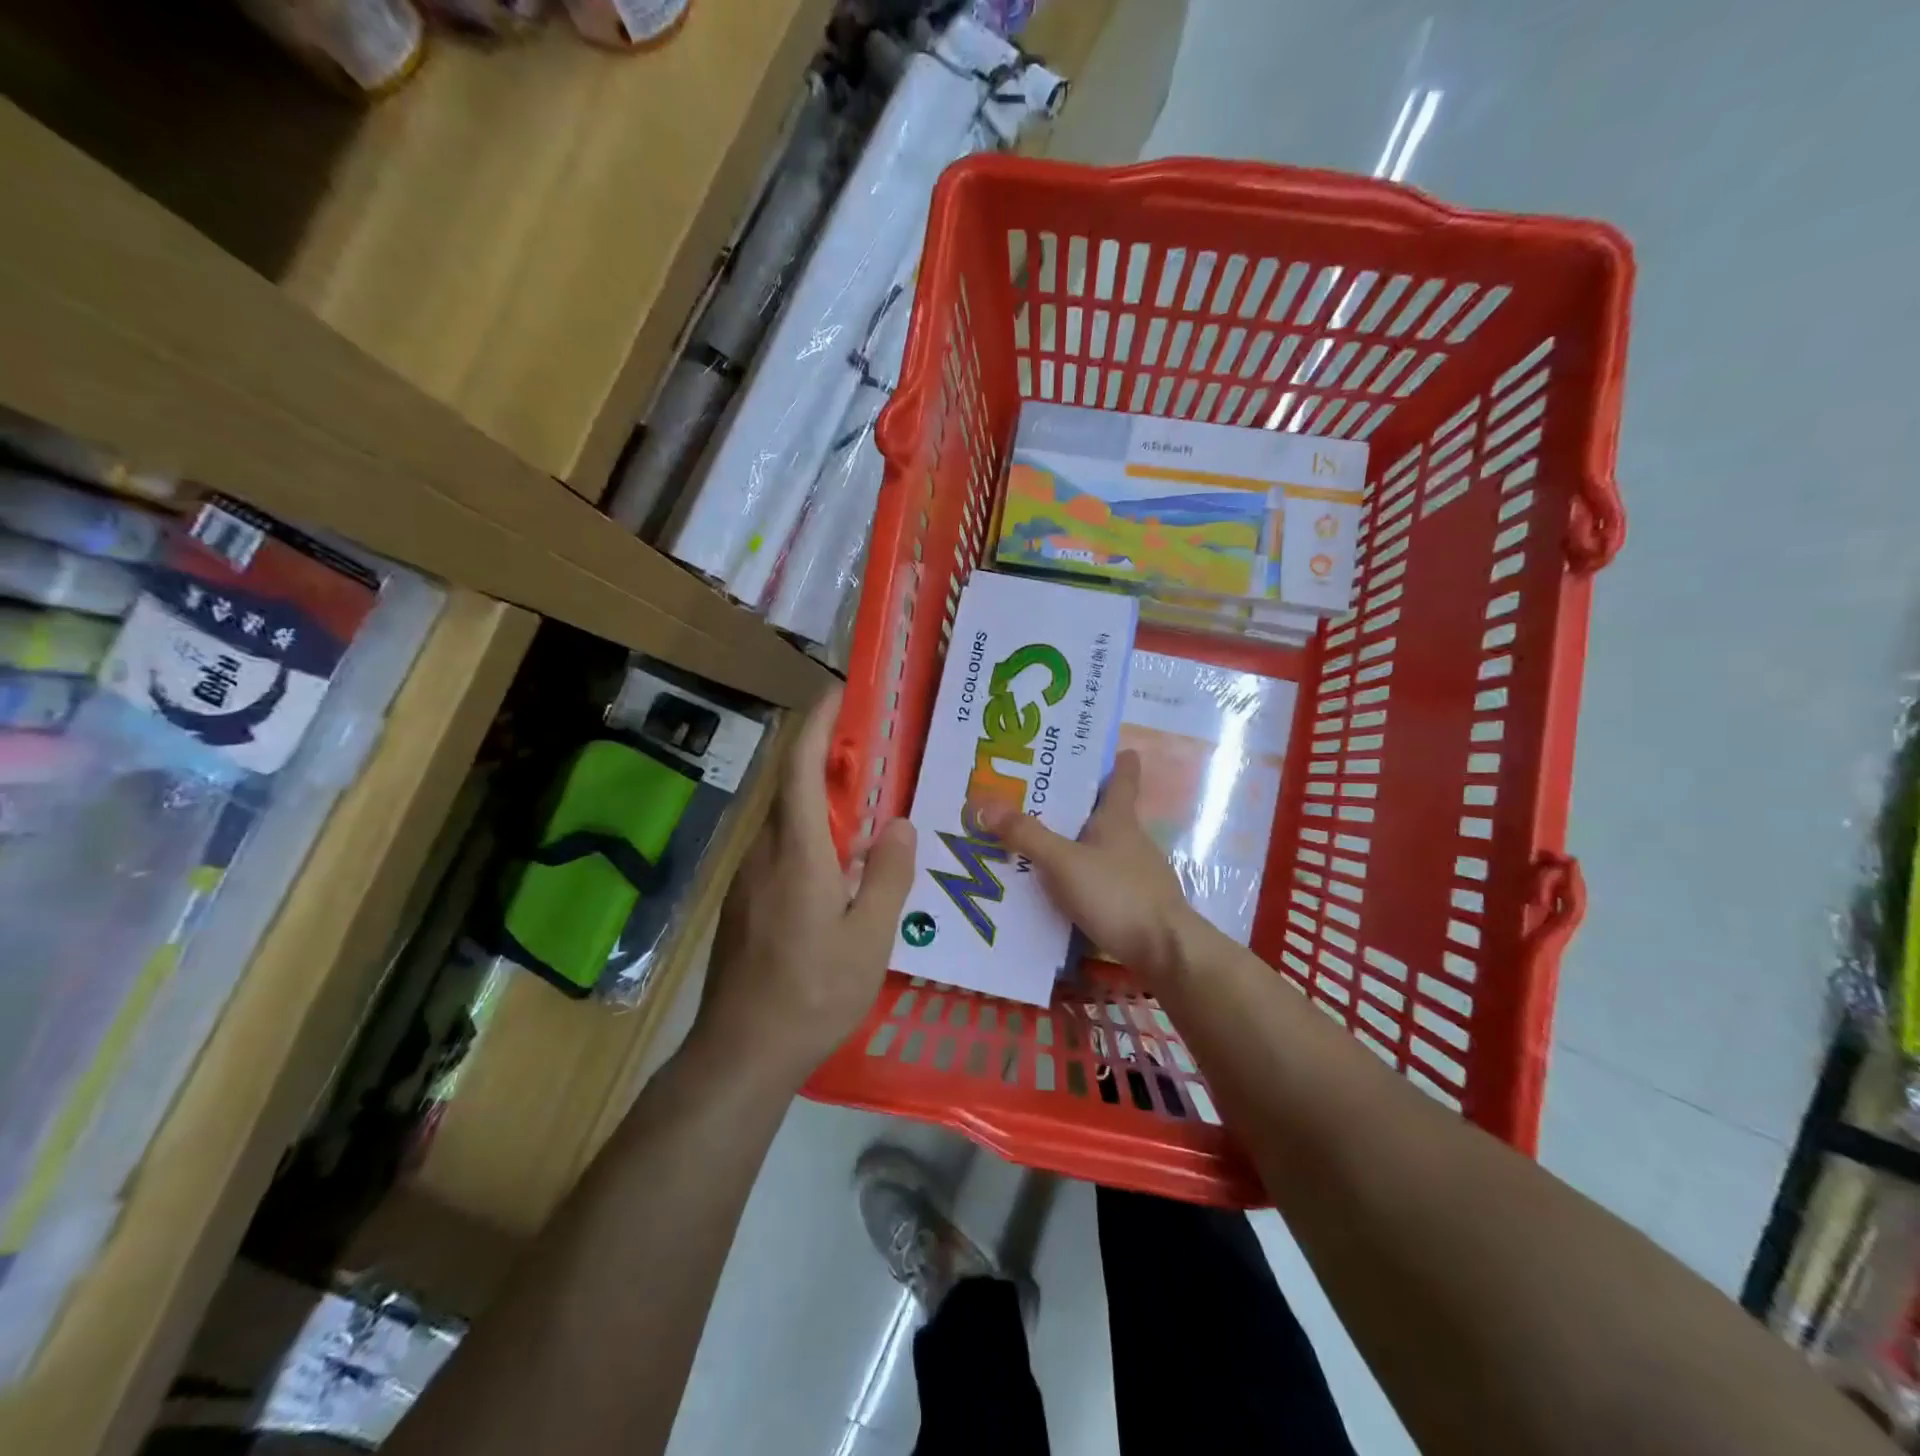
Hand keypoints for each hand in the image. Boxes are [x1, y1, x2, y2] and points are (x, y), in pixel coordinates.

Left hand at [693, 687, 915, 1085]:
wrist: (741, 1054)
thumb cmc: (813, 994)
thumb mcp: (869, 939)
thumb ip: (888, 876)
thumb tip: (899, 825)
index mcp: (797, 853)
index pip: (801, 768)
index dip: (818, 724)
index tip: (839, 694)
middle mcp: (764, 854)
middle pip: (791, 789)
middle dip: (826, 760)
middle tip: (873, 754)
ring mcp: (747, 880)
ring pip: (785, 822)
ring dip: (820, 802)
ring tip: (866, 811)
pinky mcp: (743, 904)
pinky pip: (780, 852)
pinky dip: (810, 837)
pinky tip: (839, 869)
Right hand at [974, 749, 1208, 980]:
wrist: (1166, 952)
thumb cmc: (1117, 894)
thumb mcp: (1064, 863)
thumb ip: (1027, 835)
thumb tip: (985, 803)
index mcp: (1119, 818)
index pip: (1122, 777)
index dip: (1117, 760)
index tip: (1111, 746)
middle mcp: (1132, 840)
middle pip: (1106, 811)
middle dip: (1077, 802)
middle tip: (1038, 794)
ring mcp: (1137, 873)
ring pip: (1101, 847)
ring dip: (1076, 842)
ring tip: (1038, 842)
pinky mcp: (1136, 903)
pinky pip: (1101, 879)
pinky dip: (1081, 876)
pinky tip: (1058, 888)